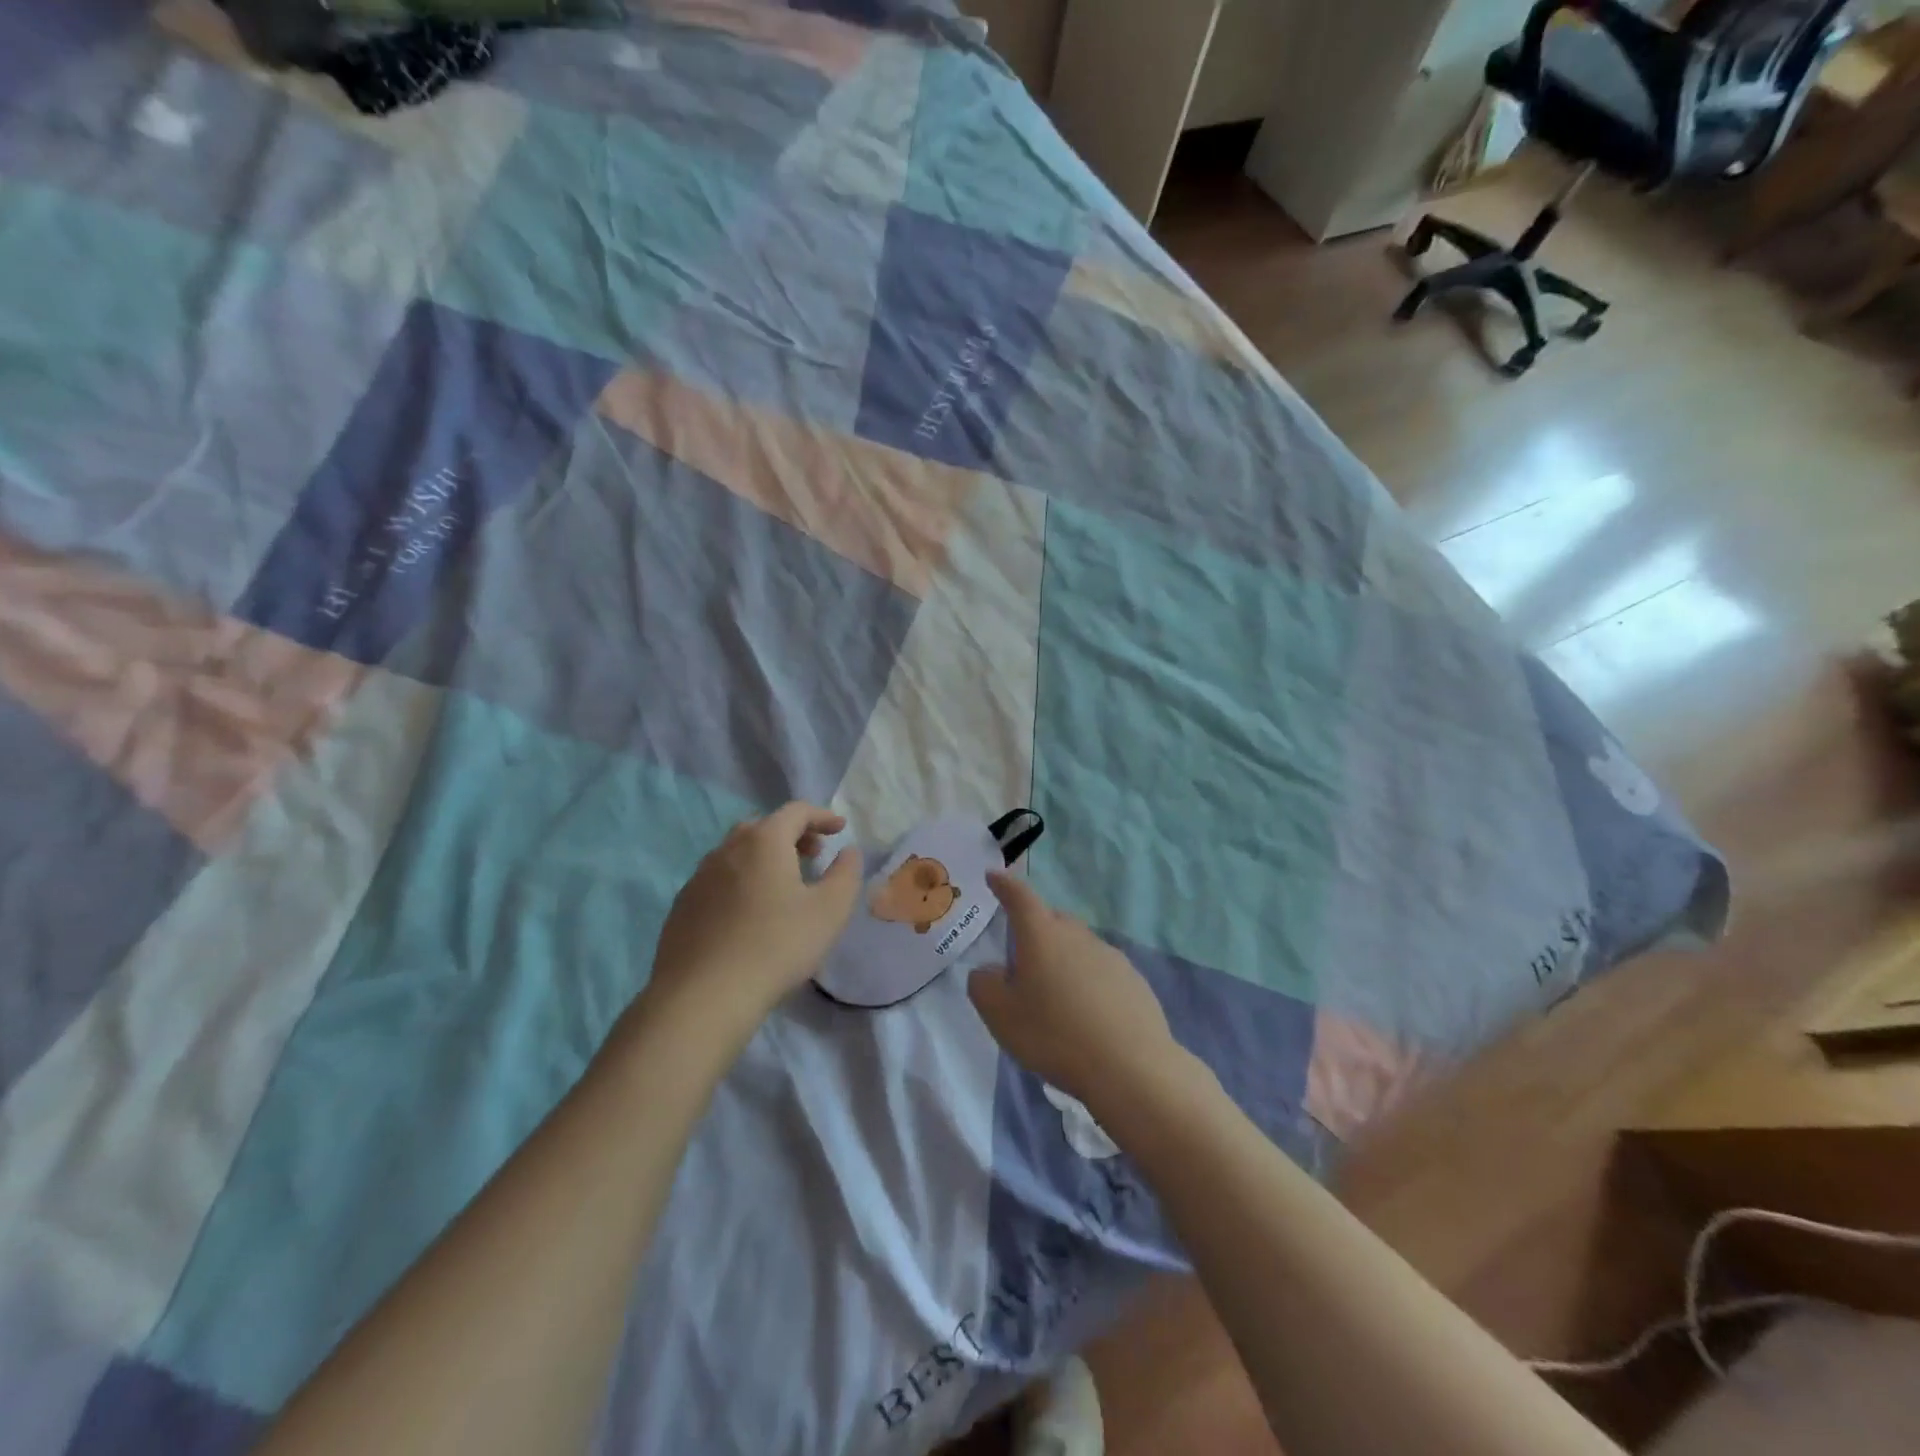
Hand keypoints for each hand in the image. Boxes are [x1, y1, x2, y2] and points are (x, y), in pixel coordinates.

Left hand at [647, 803, 862, 1029]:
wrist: (703, 996)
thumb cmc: (777, 946)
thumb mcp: (829, 911)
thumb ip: (846, 874)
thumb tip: (848, 852)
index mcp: (764, 841)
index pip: (795, 811)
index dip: (822, 816)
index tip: (840, 829)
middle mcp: (727, 849)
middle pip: (763, 826)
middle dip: (792, 834)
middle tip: (813, 855)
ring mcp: (699, 877)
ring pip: (737, 852)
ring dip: (764, 857)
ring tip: (783, 884)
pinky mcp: (683, 906)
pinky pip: (718, 879)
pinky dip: (741, 880)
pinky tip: (749, 912)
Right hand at [967, 872, 1182, 1115]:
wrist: (1130, 1067)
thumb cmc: (1055, 1035)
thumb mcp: (1001, 1016)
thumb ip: (984, 986)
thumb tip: (988, 971)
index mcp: (1041, 935)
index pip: (1020, 897)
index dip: (1004, 885)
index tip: (994, 876)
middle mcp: (1077, 936)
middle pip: (1052, 920)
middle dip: (1035, 928)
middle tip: (1021, 957)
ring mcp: (1110, 955)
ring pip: (1078, 946)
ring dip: (1063, 959)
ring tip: (1055, 996)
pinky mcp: (1134, 980)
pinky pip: (1101, 970)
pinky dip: (1088, 981)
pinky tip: (1087, 1014)